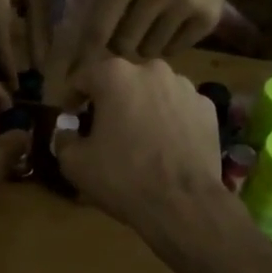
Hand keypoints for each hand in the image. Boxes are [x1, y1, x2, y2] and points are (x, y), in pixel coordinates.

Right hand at [55, 57, 228, 234]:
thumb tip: (67, 132)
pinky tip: (167, 146)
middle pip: (122, 83)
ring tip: (140, 139)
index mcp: (116, 75)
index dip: (73, 98)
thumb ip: (64, 139)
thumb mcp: (75, 164)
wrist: (183, 202)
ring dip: (143, 109)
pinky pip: (179, 109)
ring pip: (154, 93)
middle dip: (111, 102)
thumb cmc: (123, 177)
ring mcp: (185, 87)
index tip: (71, 117)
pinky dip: (171, 121)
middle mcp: (152, 70)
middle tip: (105, 130)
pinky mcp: (207, 108)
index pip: (84, 78)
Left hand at [71, 0, 239, 73]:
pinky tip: (172, 28)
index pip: (101, 24)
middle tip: (125, 39)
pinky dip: (168, 45)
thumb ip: (107, 1)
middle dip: (120, 46)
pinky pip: (175, 50)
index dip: (88, 50)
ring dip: (145, 46)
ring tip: (151, 29)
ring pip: (150, 51)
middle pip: (125, 44)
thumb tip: (86, 45)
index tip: (79, 69)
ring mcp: (186, 4)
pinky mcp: (207, 19)